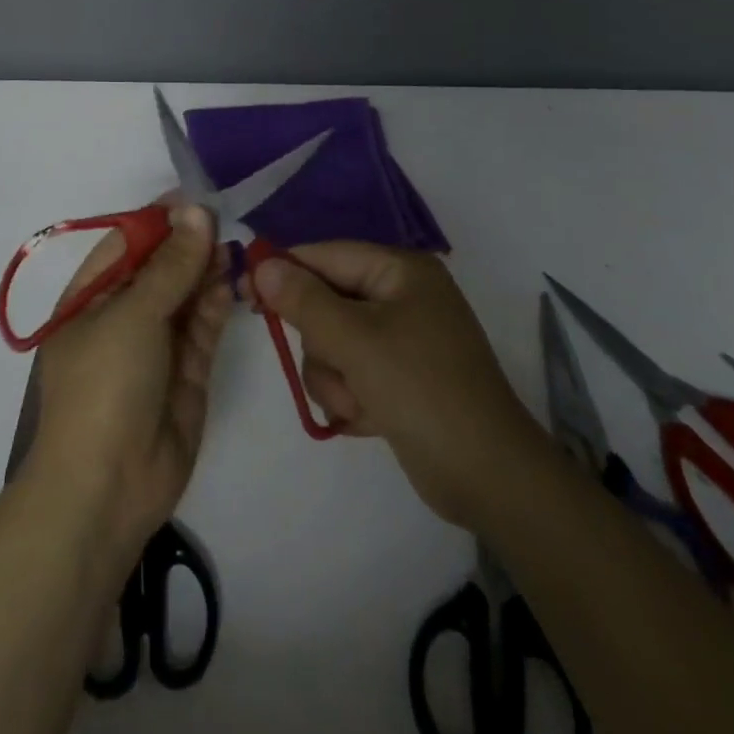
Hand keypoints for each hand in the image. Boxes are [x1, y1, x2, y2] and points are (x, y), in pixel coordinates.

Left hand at [24, 203, 232, 558]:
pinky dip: (217, 305)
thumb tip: (196, 211)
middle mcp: (123, 317)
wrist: (109, 487)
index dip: (160, 220)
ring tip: (233, 249)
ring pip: (186, 295)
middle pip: (161, 268)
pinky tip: (231, 284)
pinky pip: (203, 328)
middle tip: (225, 221)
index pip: (127, 244)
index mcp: (91, 298)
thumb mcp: (133, 315)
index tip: (196, 198)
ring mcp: (156, 346)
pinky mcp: (186, 372)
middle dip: (190, 245)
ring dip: (207, 272)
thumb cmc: (105, 385)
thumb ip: (171, 265)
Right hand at [250, 243, 552, 528]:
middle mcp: (401, 296)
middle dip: (324, 345)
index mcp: (400, 270)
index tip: (244, 291)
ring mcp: (402, 339)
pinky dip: (352, 397)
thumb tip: (263, 263)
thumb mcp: (355, 341)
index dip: (284, 271)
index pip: (325, 255)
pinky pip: (350, 373)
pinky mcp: (399, 377)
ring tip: (360, 404)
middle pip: (326, 302)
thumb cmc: (422, 390)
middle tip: (338, 368)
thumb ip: (304, 300)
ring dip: (336, 379)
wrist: (489, 477)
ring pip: (332, 344)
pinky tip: (372, 420)